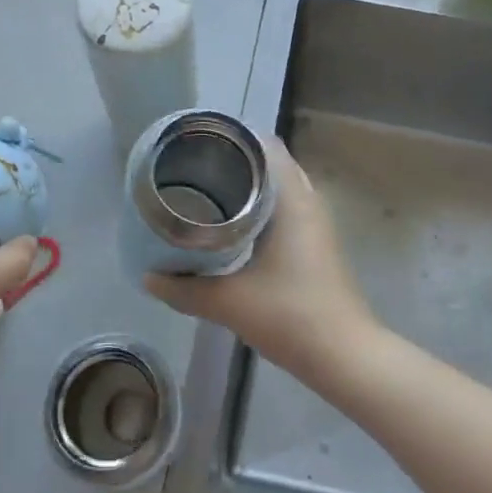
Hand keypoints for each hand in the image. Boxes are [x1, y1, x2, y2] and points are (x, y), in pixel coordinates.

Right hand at [145, 138, 378, 379]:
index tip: (199, 140)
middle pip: (271, 163)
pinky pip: (285, 208)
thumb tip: (147, 278)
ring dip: (249, 185)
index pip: (266, 145)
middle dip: (235, 160)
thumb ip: (185, 289)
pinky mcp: (316, 244)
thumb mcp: (229, 302)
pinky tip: (233, 225)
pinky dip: (261, 206)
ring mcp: (316, 224)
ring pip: (279, 187)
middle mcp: (308, 201)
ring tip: (208, 189)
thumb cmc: (291, 315)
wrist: (344, 356)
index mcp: (293, 199)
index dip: (233, 136)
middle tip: (194, 166)